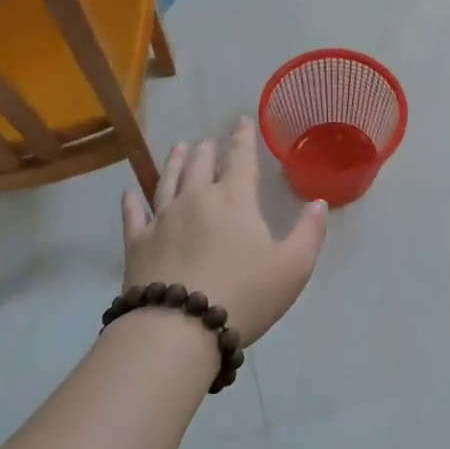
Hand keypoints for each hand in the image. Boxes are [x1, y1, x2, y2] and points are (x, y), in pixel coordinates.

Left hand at [121, 117, 327, 345]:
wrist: (178, 328)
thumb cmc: (244, 295)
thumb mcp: (293, 268)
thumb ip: (309, 232)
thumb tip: (319, 202)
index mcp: (234, 200)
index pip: (240, 159)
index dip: (243, 138)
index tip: (241, 121)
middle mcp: (196, 199)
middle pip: (200, 164)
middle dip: (207, 149)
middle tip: (209, 141)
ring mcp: (162, 219)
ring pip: (168, 180)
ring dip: (175, 162)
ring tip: (178, 148)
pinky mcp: (137, 243)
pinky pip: (133, 214)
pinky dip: (132, 201)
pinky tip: (130, 193)